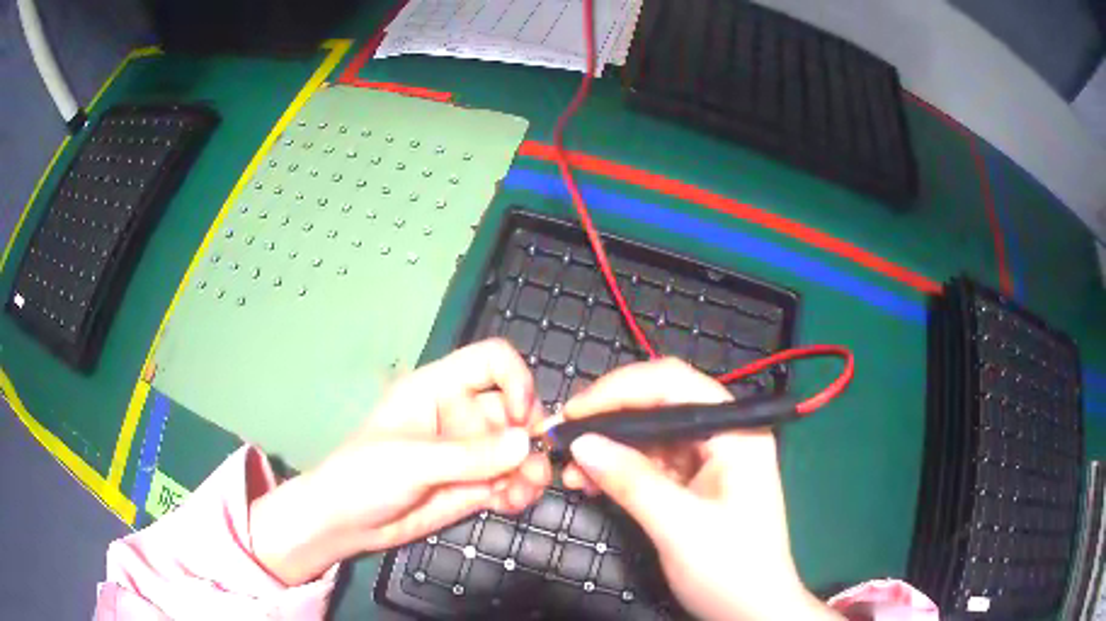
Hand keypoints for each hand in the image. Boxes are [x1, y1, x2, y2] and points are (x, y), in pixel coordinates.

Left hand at [250, 339, 552, 584]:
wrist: (346, 523)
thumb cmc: (365, 475)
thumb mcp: (412, 461)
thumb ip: (469, 454)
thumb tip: (527, 443)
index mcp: (438, 388)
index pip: (491, 361)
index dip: (516, 381)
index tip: (523, 419)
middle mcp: (460, 415)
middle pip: (514, 408)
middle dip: (531, 436)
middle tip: (535, 468)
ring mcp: (469, 452)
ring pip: (518, 449)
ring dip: (531, 468)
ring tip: (526, 492)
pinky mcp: (474, 485)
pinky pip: (510, 481)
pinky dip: (520, 491)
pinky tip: (512, 504)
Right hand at [561, 359, 839, 620]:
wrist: (751, 611)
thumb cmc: (730, 569)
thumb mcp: (679, 526)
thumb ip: (631, 481)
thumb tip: (581, 444)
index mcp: (735, 432)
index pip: (675, 384)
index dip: (620, 389)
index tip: (575, 412)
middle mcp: (722, 436)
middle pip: (659, 406)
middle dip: (608, 420)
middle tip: (561, 437)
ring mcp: (707, 461)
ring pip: (648, 437)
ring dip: (608, 449)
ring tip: (570, 470)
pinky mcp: (692, 485)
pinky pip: (649, 465)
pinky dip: (618, 471)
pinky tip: (590, 483)